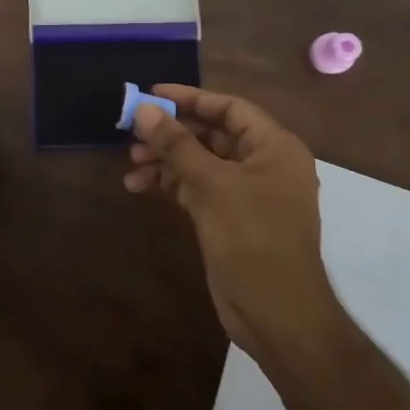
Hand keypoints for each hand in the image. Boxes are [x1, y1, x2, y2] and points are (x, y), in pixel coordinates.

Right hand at [124, 85, 336, 360]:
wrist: (278, 315)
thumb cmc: (254, 239)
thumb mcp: (213, 185)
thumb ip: (177, 145)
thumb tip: (143, 109)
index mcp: (274, 147)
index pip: (229, 108)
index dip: (190, 98)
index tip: (152, 93)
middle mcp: (263, 164)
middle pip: (211, 134)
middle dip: (171, 133)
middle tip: (132, 133)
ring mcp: (246, 193)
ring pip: (200, 162)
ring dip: (165, 160)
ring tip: (131, 164)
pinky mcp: (230, 217)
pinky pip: (196, 187)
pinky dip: (170, 184)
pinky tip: (139, 187)